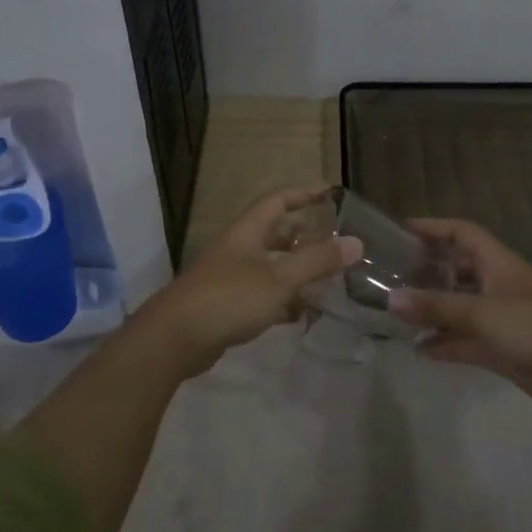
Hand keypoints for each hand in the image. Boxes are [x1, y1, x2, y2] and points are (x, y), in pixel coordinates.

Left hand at [142, 188, 360, 377]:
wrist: (175, 338)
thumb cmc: (229, 298)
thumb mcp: (279, 279)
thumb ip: (317, 261)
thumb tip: (356, 242)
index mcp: (248, 232)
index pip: (277, 201)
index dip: (303, 193)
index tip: (329, 193)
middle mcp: (238, 249)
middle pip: (275, 233)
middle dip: (304, 237)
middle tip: (334, 246)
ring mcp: (230, 278)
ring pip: (270, 266)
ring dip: (296, 271)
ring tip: (327, 282)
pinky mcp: (227, 306)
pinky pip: (262, 294)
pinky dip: (283, 300)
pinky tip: (301, 315)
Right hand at [389, 219, 531, 411]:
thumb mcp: (483, 312)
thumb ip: (437, 307)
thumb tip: (391, 299)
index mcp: (498, 264)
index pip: (462, 233)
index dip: (434, 227)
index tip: (402, 229)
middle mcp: (496, 285)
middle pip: (457, 269)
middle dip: (428, 269)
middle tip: (391, 274)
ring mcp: (499, 318)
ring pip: (458, 307)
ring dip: (433, 310)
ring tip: (397, 313)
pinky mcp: (501, 348)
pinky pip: (465, 340)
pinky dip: (444, 344)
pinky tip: (419, 350)